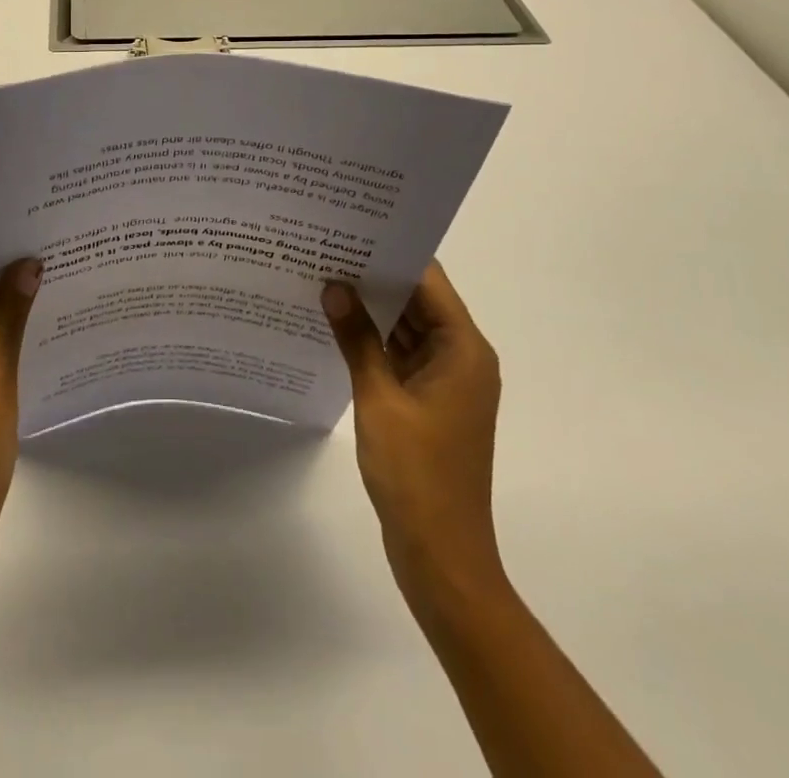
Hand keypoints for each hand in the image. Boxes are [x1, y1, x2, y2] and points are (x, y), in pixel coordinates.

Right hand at [322, 262, 504, 602]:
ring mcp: (447, 382)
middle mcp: (463, 358)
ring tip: (325, 278)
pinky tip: (337, 326)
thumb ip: (357, 339)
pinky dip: (375, 342)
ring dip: (373, 310)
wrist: (442, 558)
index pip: (428, 281)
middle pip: (419, 301)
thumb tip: (334, 287)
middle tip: (327, 249)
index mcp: (464, 349)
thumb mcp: (379, 399)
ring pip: (409, 329)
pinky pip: (403, 357)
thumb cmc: (416, 474)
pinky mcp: (431, 403)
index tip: (351, 230)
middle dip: (376, 278)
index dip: (392, 253)